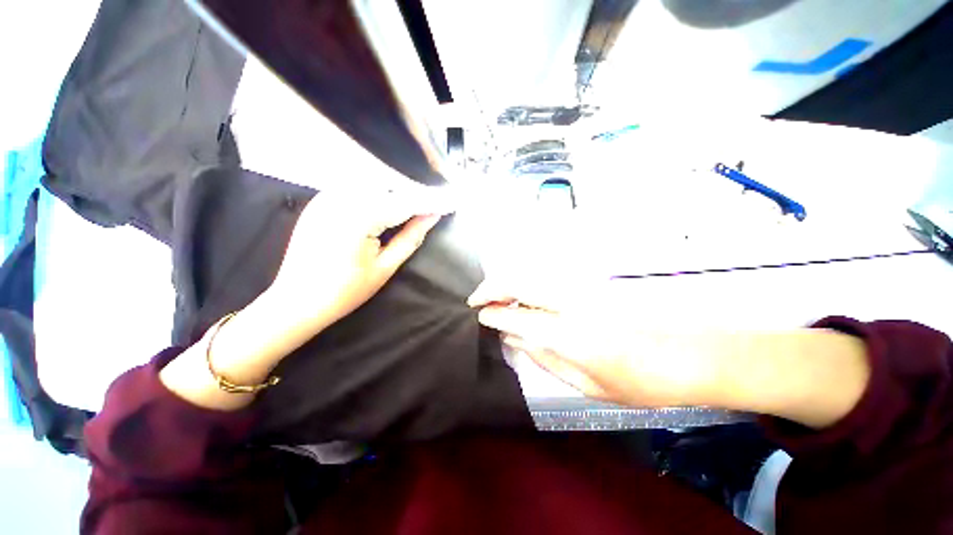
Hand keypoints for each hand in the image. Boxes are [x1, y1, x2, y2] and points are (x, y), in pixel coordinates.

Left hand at [268, 187, 453, 331]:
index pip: (405, 202)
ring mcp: (327, 196)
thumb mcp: (385, 267)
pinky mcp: (320, 200)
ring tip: (415, 204)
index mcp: (359, 217)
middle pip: (389, 186)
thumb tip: (433, 217)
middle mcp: (341, 198)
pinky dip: (376, 192)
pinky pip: (355, 187)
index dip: (430, 201)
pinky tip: (387, 202)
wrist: (297, 301)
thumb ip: (411, 237)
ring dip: (396, 191)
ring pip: (373, 182)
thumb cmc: (345, 291)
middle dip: (414, 193)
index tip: (450, 201)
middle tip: (434, 203)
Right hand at [468, 279, 721, 407]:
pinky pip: (548, 274)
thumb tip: (514, 340)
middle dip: (491, 288)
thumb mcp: (590, 385)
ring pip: (532, 273)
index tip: (480, 315)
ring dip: (507, 280)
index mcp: (569, 335)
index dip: (493, 314)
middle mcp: (571, 302)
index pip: (517, 317)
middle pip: (519, 283)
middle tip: (476, 298)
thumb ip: (546, 359)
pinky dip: (527, 278)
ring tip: (494, 293)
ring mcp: (583, 286)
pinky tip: (522, 289)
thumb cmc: (643, 382)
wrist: (696, 353)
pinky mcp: (593, 279)